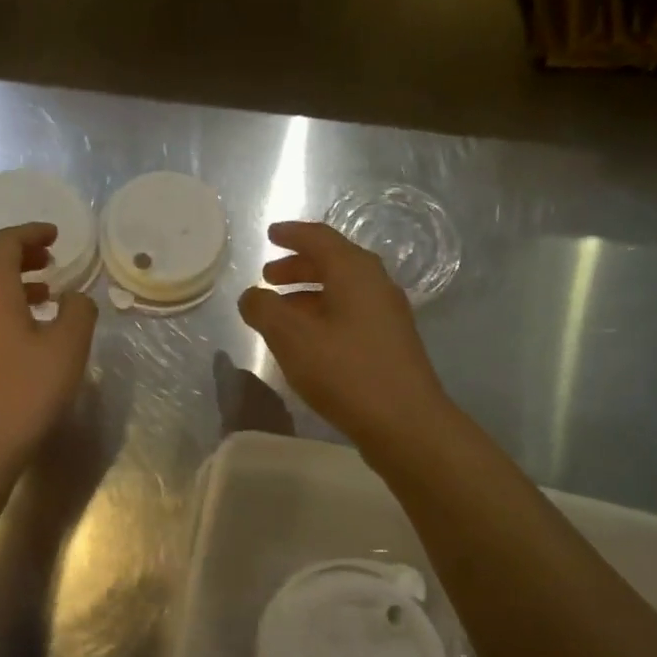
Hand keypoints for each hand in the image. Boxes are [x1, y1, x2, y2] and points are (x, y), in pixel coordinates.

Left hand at [0, 222, 98, 474]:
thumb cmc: (25, 390)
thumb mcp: (67, 347)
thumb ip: (79, 311)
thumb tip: (76, 297)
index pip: (6, 242)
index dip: (32, 233)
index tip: (56, 235)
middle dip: (20, 255)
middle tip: (51, 260)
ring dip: (13, 281)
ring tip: (47, 292)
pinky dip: (5, 306)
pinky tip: (30, 329)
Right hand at [238, 221, 449, 451]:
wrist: (405, 422)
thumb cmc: (345, 371)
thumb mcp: (292, 338)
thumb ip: (264, 310)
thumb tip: (251, 296)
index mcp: (354, 272)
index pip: (319, 238)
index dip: (292, 234)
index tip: (270, 234)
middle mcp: (376, 284)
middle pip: (333, 262)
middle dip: (298, 266)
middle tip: (269, 277)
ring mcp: (387, 314)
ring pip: (342, 290)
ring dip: (309, 293)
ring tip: (281, 311)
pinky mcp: (390, 342)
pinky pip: (350, 313)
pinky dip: (323, 314)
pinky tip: (308, 340)